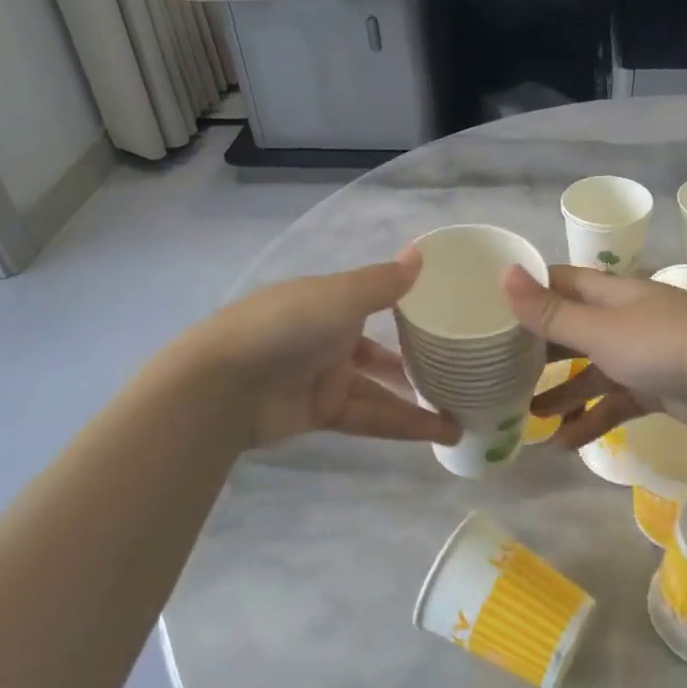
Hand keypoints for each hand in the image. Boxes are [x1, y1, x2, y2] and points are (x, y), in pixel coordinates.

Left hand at [194, 253, 458, 449]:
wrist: (225, 385)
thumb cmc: (286, 326)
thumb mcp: (340, 297)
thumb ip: (383, 283)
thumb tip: (420, 254)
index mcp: (329, 302)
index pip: (373, 301)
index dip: (406, 307)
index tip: (444, 313)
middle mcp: (328, 338)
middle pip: (379, 351)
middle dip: (414, 361)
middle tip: (458, 370)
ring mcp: (324, 378)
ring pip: (380, 390)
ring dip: (417, 402)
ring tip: (462, 414)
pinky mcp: (323, 414)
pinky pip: (371, 418)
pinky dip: (403, 425)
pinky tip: (439, 433)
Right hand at [502, 264, 686, 448]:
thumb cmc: (670, 347)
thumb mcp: (604, 331)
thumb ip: (553, 313)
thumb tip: (504, 273)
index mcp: (611, 294)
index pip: (559, 283)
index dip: (526, 291)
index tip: (487, 307)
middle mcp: (623, 319)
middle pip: (570, 329)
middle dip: (537, 348)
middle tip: (496, 368)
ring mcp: (641, 356)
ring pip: (590, 372)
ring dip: (561, 392)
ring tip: (525, 414)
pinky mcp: (655, 390)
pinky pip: (614, 403)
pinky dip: (591, 420)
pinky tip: (564, 443)